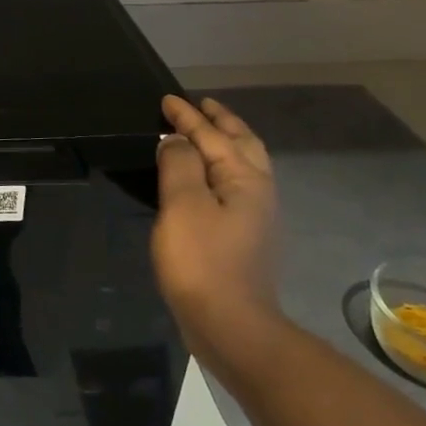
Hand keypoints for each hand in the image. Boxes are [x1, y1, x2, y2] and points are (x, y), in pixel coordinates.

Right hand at [151, 95, 281, 360]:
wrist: (231, 325)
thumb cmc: (202, 261)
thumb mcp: (183, 206)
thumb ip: (179, 165)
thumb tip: (175, 139)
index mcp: (244, 179)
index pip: (213, 135)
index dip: (188, 116)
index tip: (167, 99)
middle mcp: (258, 191)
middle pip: (242, 145)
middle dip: (221, 122)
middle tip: (202, 106)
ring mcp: (256, 216)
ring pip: (244, 165)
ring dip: (226, 143)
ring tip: (206, 134)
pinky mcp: (245, 237)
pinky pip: (235, 185)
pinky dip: (222, 168)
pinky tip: (208, 178)